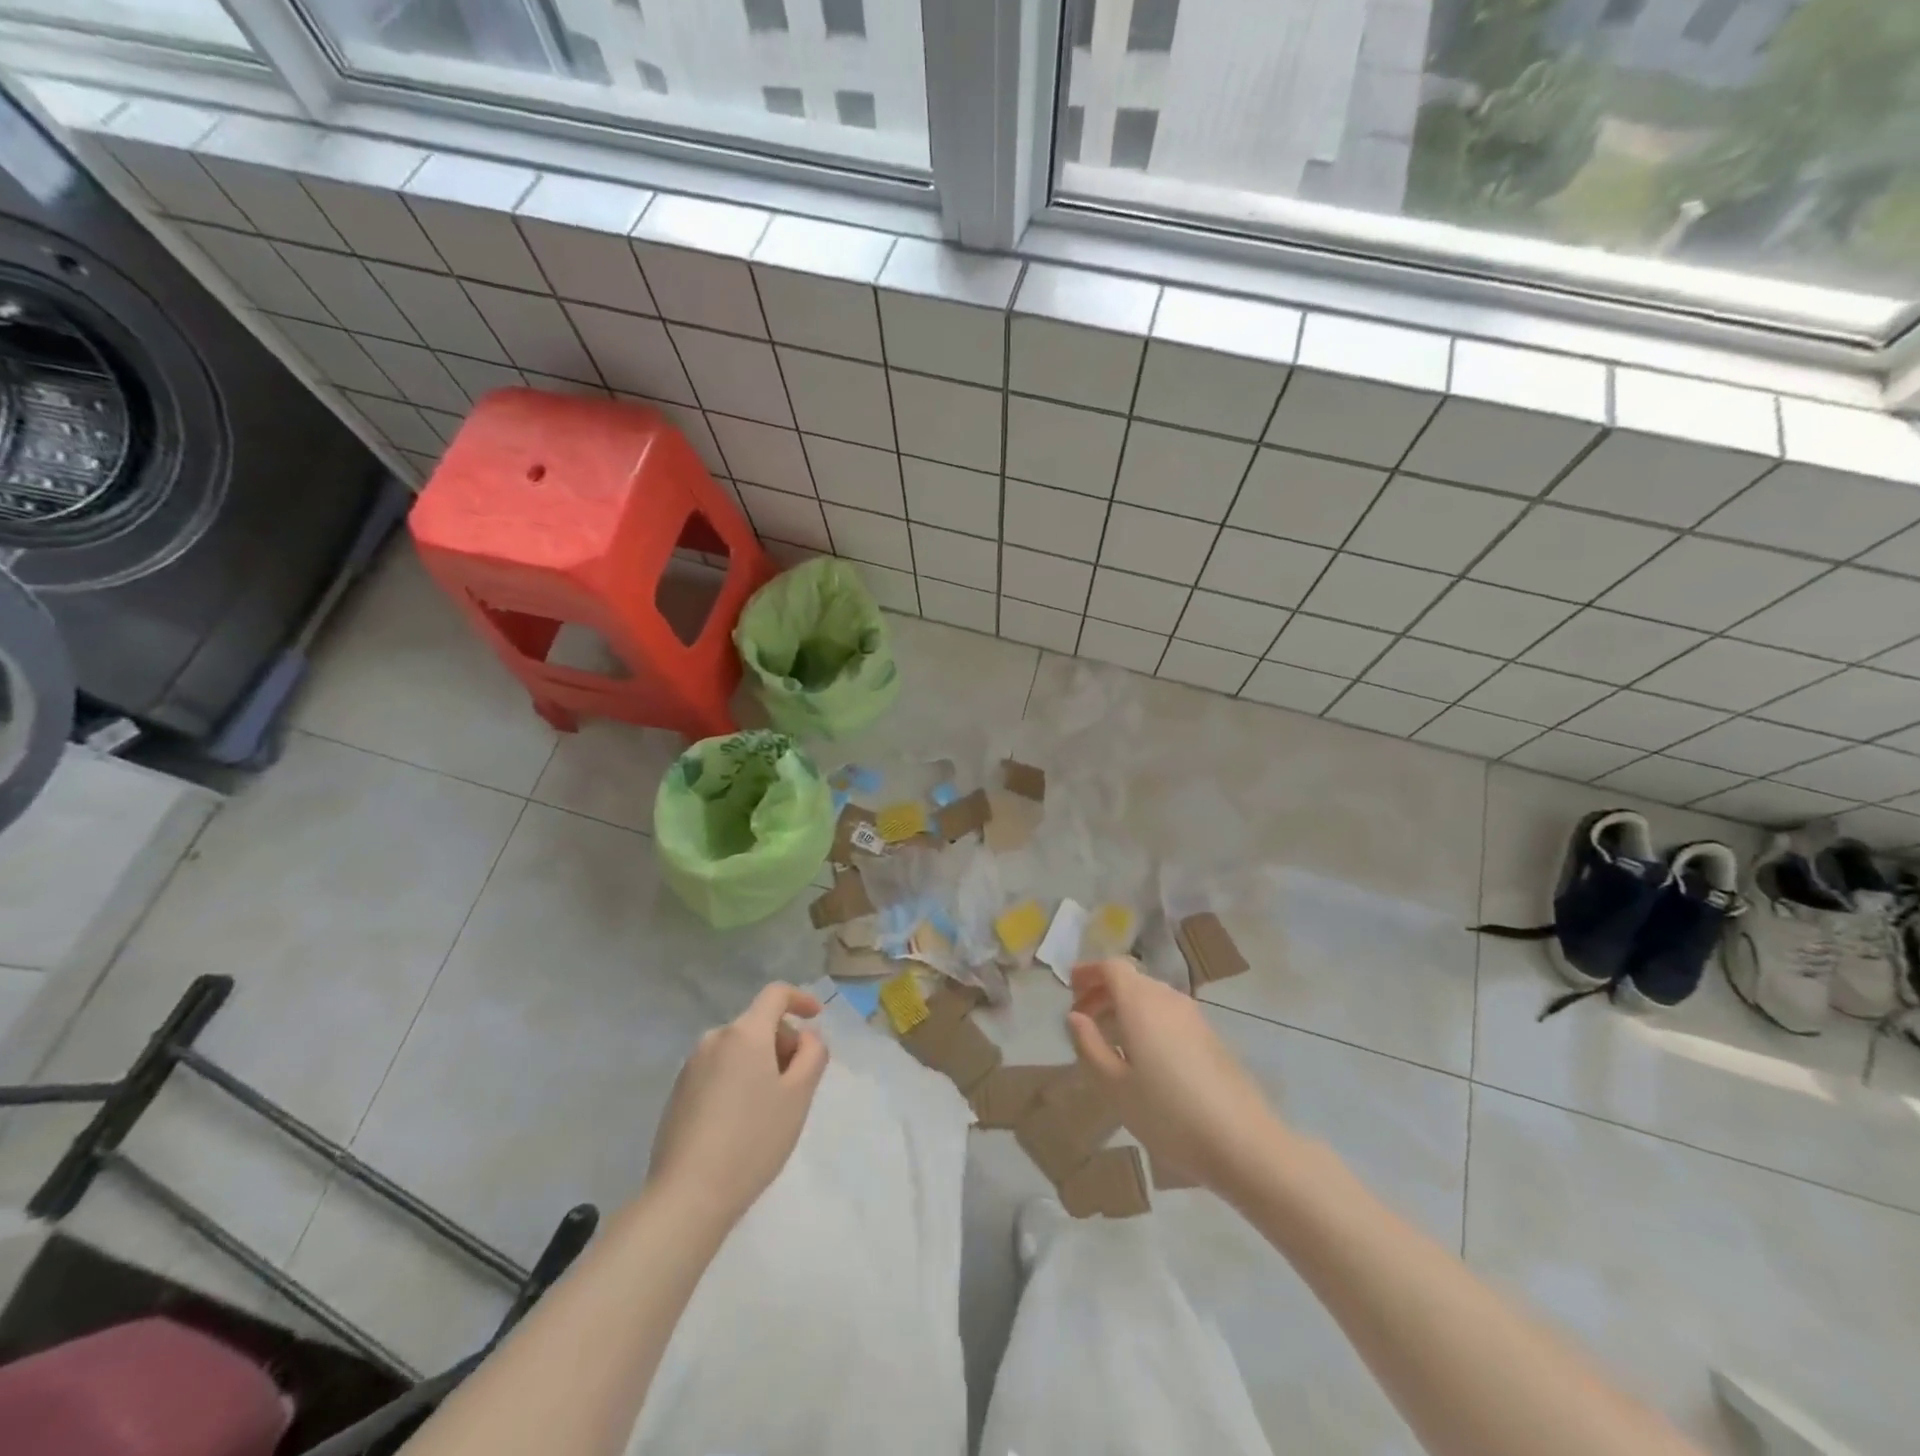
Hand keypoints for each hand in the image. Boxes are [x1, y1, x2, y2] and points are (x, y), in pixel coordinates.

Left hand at [647, 983, 828, 1224]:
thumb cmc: (753, 1140)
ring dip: (760, 1063)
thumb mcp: (798, 1096)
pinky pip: (718, 1070)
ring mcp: (691, 1066)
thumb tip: (806, 1037)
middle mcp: (714, 1039)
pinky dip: (737, 1080)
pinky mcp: (678, 1093)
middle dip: (782, 1042)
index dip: (800, 999)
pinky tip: (741, 1122)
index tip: (816, 1016)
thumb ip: (812, 1054)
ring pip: (738, 1049)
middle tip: (798, 1083)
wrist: (687, 1196)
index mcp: (745, 1033)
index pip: (775, 994)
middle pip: (757, 1023)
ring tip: (770, 1108)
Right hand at [1066, 957, 1285, 1197]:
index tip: (1070, 987)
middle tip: (1083, 1018)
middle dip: (1104, 992)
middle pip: (1132, 980)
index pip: (1112, 967)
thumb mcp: (1115, 1086)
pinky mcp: (1210, 1036)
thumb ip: (1089, 1046)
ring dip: (1125, 1007)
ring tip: (1109, 1040)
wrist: (1243, 1141)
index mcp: (1141, 1002)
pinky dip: (1147, 1021)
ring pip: (1151, 997)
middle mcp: (1168, 998)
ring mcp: (1194, 1016)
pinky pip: (1168, 1014)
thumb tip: (1075, 1017)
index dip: (1089, 972)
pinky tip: (1142, 1056)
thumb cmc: (1168, 1112)